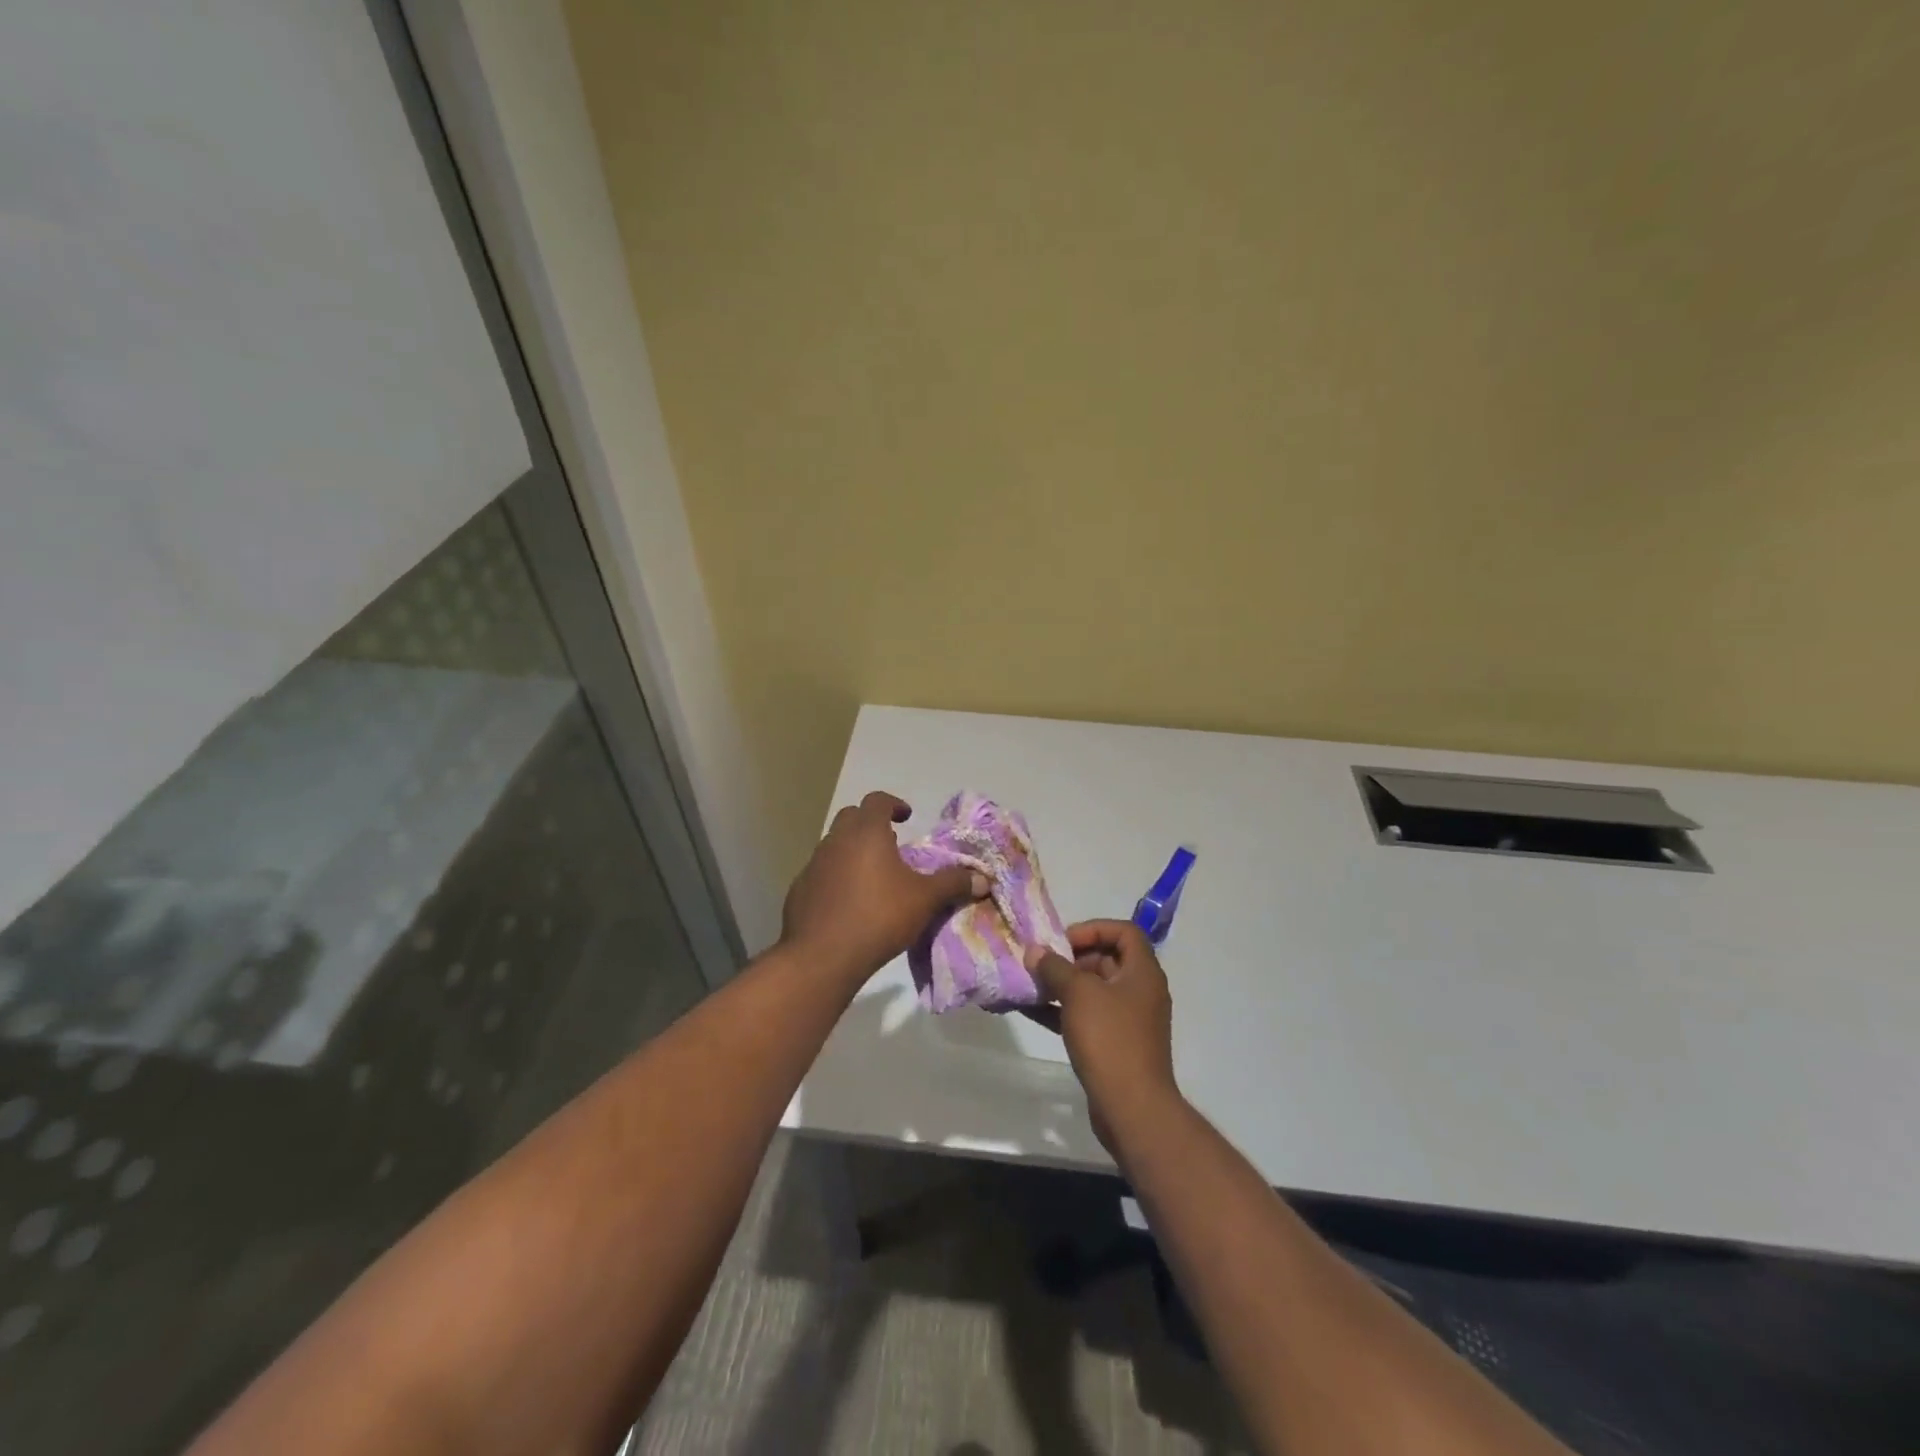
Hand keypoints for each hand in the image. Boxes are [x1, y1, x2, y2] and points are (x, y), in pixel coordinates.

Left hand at [781, 791, 987, 986]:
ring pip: (834, 845)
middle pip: (852, 817)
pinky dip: (835, 877)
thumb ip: (953, 884)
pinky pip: (821, 873)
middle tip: (891, 844)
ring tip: (872, 876)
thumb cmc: (879, 917)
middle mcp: (835, 840)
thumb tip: (983, 879)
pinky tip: (848, 903)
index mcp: (866, 832)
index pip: (877, 800)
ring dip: (852, 851)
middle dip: (871, 824)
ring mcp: (813, 864)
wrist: (822, 956)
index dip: (894, 804)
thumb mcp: (925, 900)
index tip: (907, 817)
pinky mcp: (799, 890)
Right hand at [1024, 920, 1178, 1151]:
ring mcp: (1129, 1020)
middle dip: (1071, 958)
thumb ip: (1054, 968)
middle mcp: (1140, 991)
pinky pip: (1087, 1017)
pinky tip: (1031, 1011)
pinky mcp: (1115, 1045)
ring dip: (1062, 985)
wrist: (1131, 1108)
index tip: (1063, 941)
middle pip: (1107, 959)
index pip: (1124, 932)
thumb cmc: (1110, 1039)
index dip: (1093, 928)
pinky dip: (1063, 1011)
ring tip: (1030, 985)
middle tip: (1042, 964)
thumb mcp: (1078, 994)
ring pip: (1094, 990)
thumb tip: (1034, 951)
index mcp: (1143, 972)